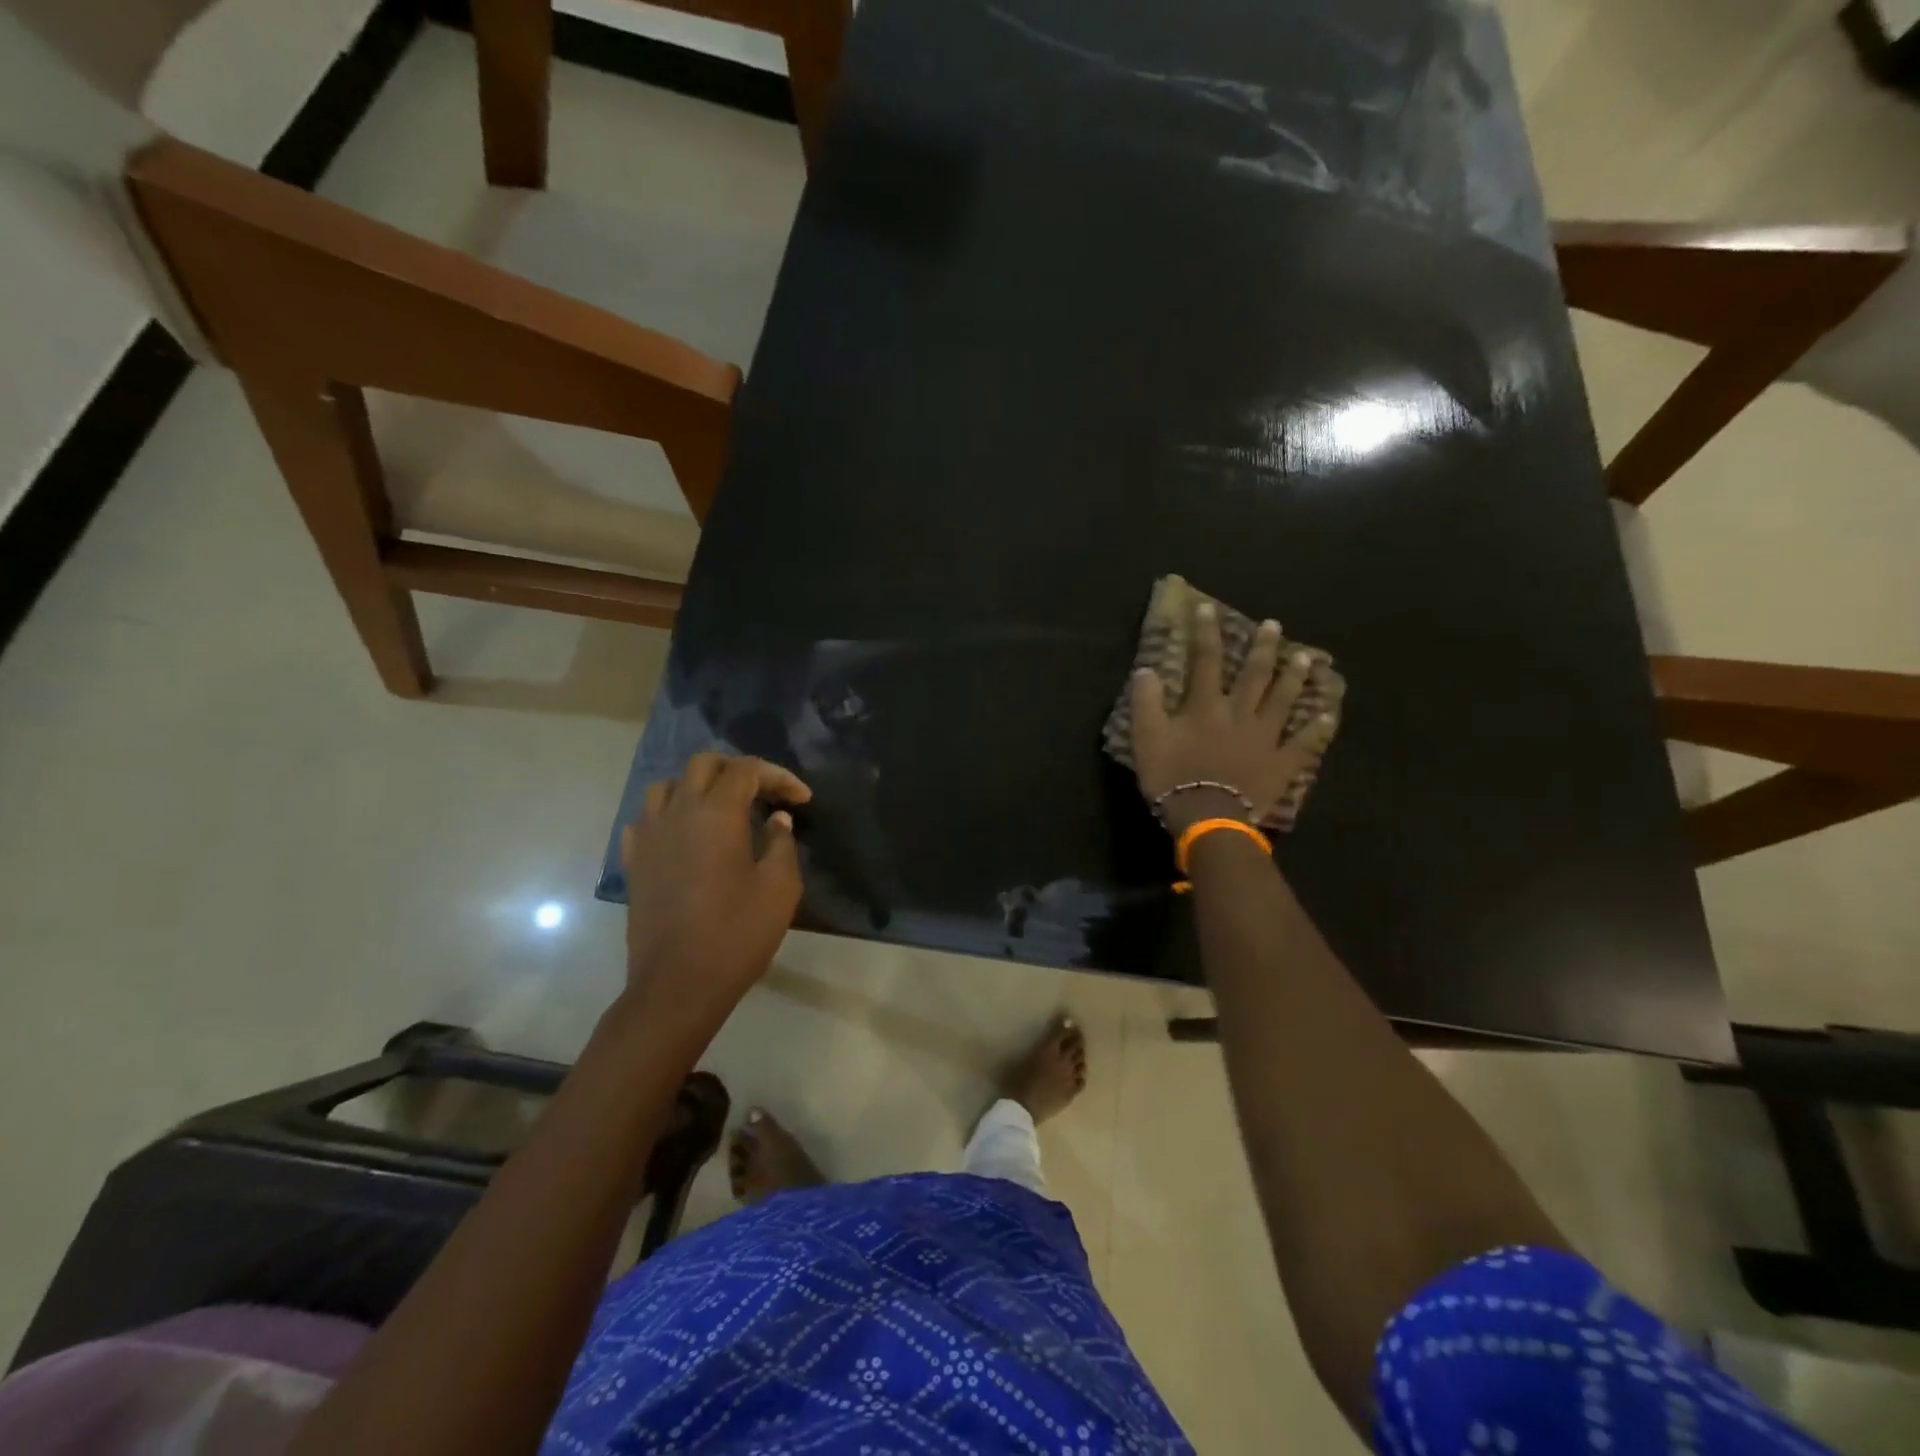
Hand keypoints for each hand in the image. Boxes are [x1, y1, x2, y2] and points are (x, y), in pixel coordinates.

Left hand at [620, 752, 812, 1031]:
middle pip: (704, 765)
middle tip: (765, 794)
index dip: (778, 777)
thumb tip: (777, 820)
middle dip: (738, 770)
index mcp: (716, 813)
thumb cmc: (737, 933)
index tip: (802, 800)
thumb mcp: (780, 887)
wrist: (678, 984)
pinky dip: (670, 816)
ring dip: (699, 787)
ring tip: (723, 809)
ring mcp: (649, 836)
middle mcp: (678, 812)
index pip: (746, 770)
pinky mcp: (635, 862)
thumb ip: (781, 843)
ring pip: (668, 786)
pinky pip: (646, 820)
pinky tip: (686, 836)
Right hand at [1128, 601, 1336, 833]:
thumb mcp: (1146, 739)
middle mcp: (1240, 713)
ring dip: (1294, 677)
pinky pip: (1305, 743)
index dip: (1206, 633)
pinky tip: (1329, 714)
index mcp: (1206, 706)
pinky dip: (1318, 728)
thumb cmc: (1173, 778)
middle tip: (1274, 625)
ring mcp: (1266, 737)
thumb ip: (1146, 702)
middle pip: (1254, 674)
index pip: (1205, 660)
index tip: (1208, 608)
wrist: (1208, 817)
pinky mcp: (1282, 763)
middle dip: (1262, 647)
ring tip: (1306, 658)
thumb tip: (1146, 670)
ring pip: (1283, 700)